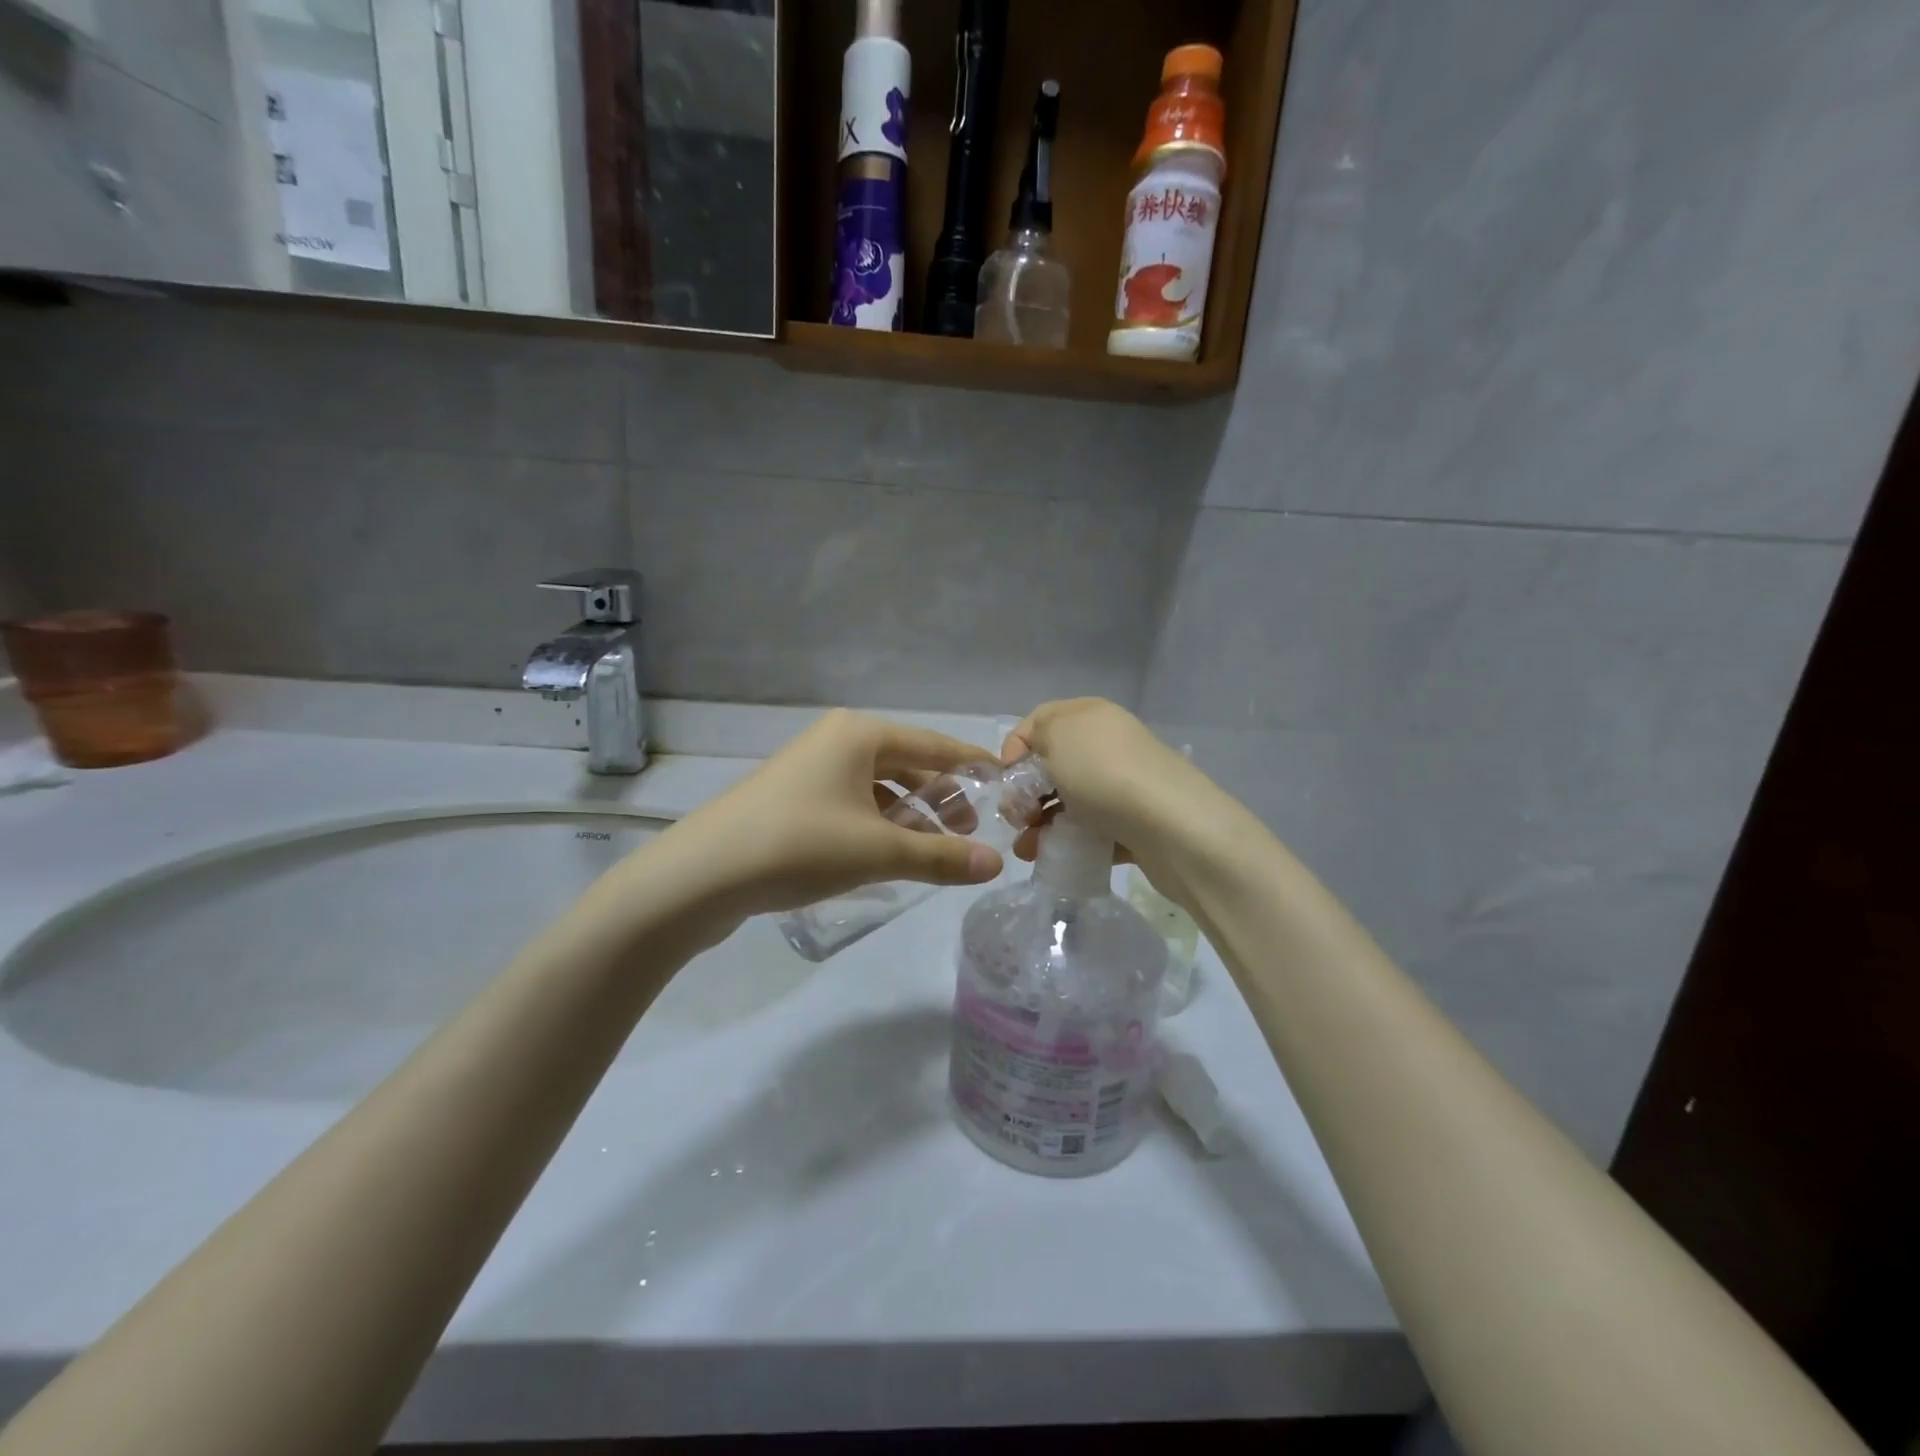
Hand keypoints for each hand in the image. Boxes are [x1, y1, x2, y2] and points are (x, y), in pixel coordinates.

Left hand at [655, 709, 1005, 926]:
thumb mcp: (879, 852)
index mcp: (861, 734)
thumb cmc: (800, 845)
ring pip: (878, 787)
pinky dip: (877, 824)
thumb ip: (940, 857)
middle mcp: (837, 741)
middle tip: (969, 833)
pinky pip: (852, 803)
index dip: (973, 766)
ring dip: (909, 815)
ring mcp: (810, 769)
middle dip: (941, 798)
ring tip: (932, 849)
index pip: (936, 745)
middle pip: (907, 765)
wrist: (702, 874)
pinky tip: (887, 855)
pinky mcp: (793, 798)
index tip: (1006, 783)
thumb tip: (996, 865)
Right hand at [1002, 699, 1228, 909]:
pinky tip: (1055, 858)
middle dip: (1026, 794)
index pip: (1039, 722)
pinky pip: (1092, 831)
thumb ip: (1036, 734)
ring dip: (1042, 824)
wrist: (1173, 827)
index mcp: (1090, 715)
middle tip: (1017, 820)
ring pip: (1070, 802)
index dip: (1015, 748)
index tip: (1005, 781)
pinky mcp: (1134, 824)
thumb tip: (1034, 755)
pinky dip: (1070, 843)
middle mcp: (1108, 745)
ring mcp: (1124, 785)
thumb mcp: (1058, 735)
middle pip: (1053, 766)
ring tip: (1028, 850)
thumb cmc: (1105, 773)